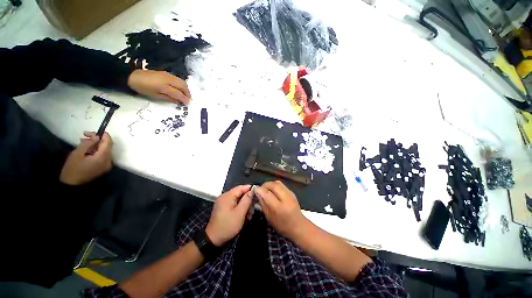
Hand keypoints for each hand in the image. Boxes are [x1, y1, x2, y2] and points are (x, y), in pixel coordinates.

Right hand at [60, 131, 112, 185]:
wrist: (72, 185)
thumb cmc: (72, 168)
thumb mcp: (77, 153)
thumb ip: (88, 143)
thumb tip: (97, 136)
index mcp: (103, 157)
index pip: (108, 143)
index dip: (103, 135)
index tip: (93, 132)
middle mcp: (108, 161)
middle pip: (107, 146)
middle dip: (98, 139)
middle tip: (85, 135)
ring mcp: (107, 165)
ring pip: (105, 150)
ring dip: (96, 144)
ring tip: (83, 141)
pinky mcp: (103, 167)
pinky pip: (103, 156)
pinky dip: (97, 150)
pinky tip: (87, 148)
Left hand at [127, 69, 190, 103]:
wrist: (133, 76)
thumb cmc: (143, 88)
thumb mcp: (155, 96)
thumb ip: (169, 98)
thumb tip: (179, 101)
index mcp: (164, 86)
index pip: (178, 93)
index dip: (184, 99)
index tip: (188, 103)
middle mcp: (168, 79)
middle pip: (183, 85)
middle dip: (187, 93)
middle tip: (189, 99)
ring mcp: (168, 75)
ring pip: (182, 81)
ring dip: (186, 88)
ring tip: (186, 94)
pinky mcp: (166, 73)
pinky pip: (178, 79)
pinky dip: (182, 84)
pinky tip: (180, 88)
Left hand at [205, 185, 251, 246]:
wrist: (213, 239)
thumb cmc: (228, 225)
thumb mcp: (240, 213)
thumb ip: (246, 200)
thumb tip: (251, 191)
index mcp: (227, 196)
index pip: (241, 187)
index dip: (250, 189)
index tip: (258, 194)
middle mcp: (224, 197)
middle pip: (239, 193)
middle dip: (247, 200)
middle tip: (253, 208)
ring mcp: (223, 202)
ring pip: (237, 199)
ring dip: (245, 205)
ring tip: (249, 215)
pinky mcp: (223, 208)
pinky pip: (234, 204)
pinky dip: (240, 208)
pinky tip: (244, 216)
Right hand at [255, 181, 305, 239]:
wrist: (299, 226)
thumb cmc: (282, 225)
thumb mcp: (269, 217)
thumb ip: (263, 204)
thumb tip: (257, 193)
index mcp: (279, 208)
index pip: (267, 194)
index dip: (260, 190)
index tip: (255, 189)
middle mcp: (286, 198)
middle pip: (273, 185)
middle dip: (265, 185)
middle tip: (260, 189)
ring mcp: (290, 194)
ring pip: (278, 183)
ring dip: (270, 184)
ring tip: (266, 189)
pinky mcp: (292, 192)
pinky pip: (281, 185)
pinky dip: (275, 185)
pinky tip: (273, 191)